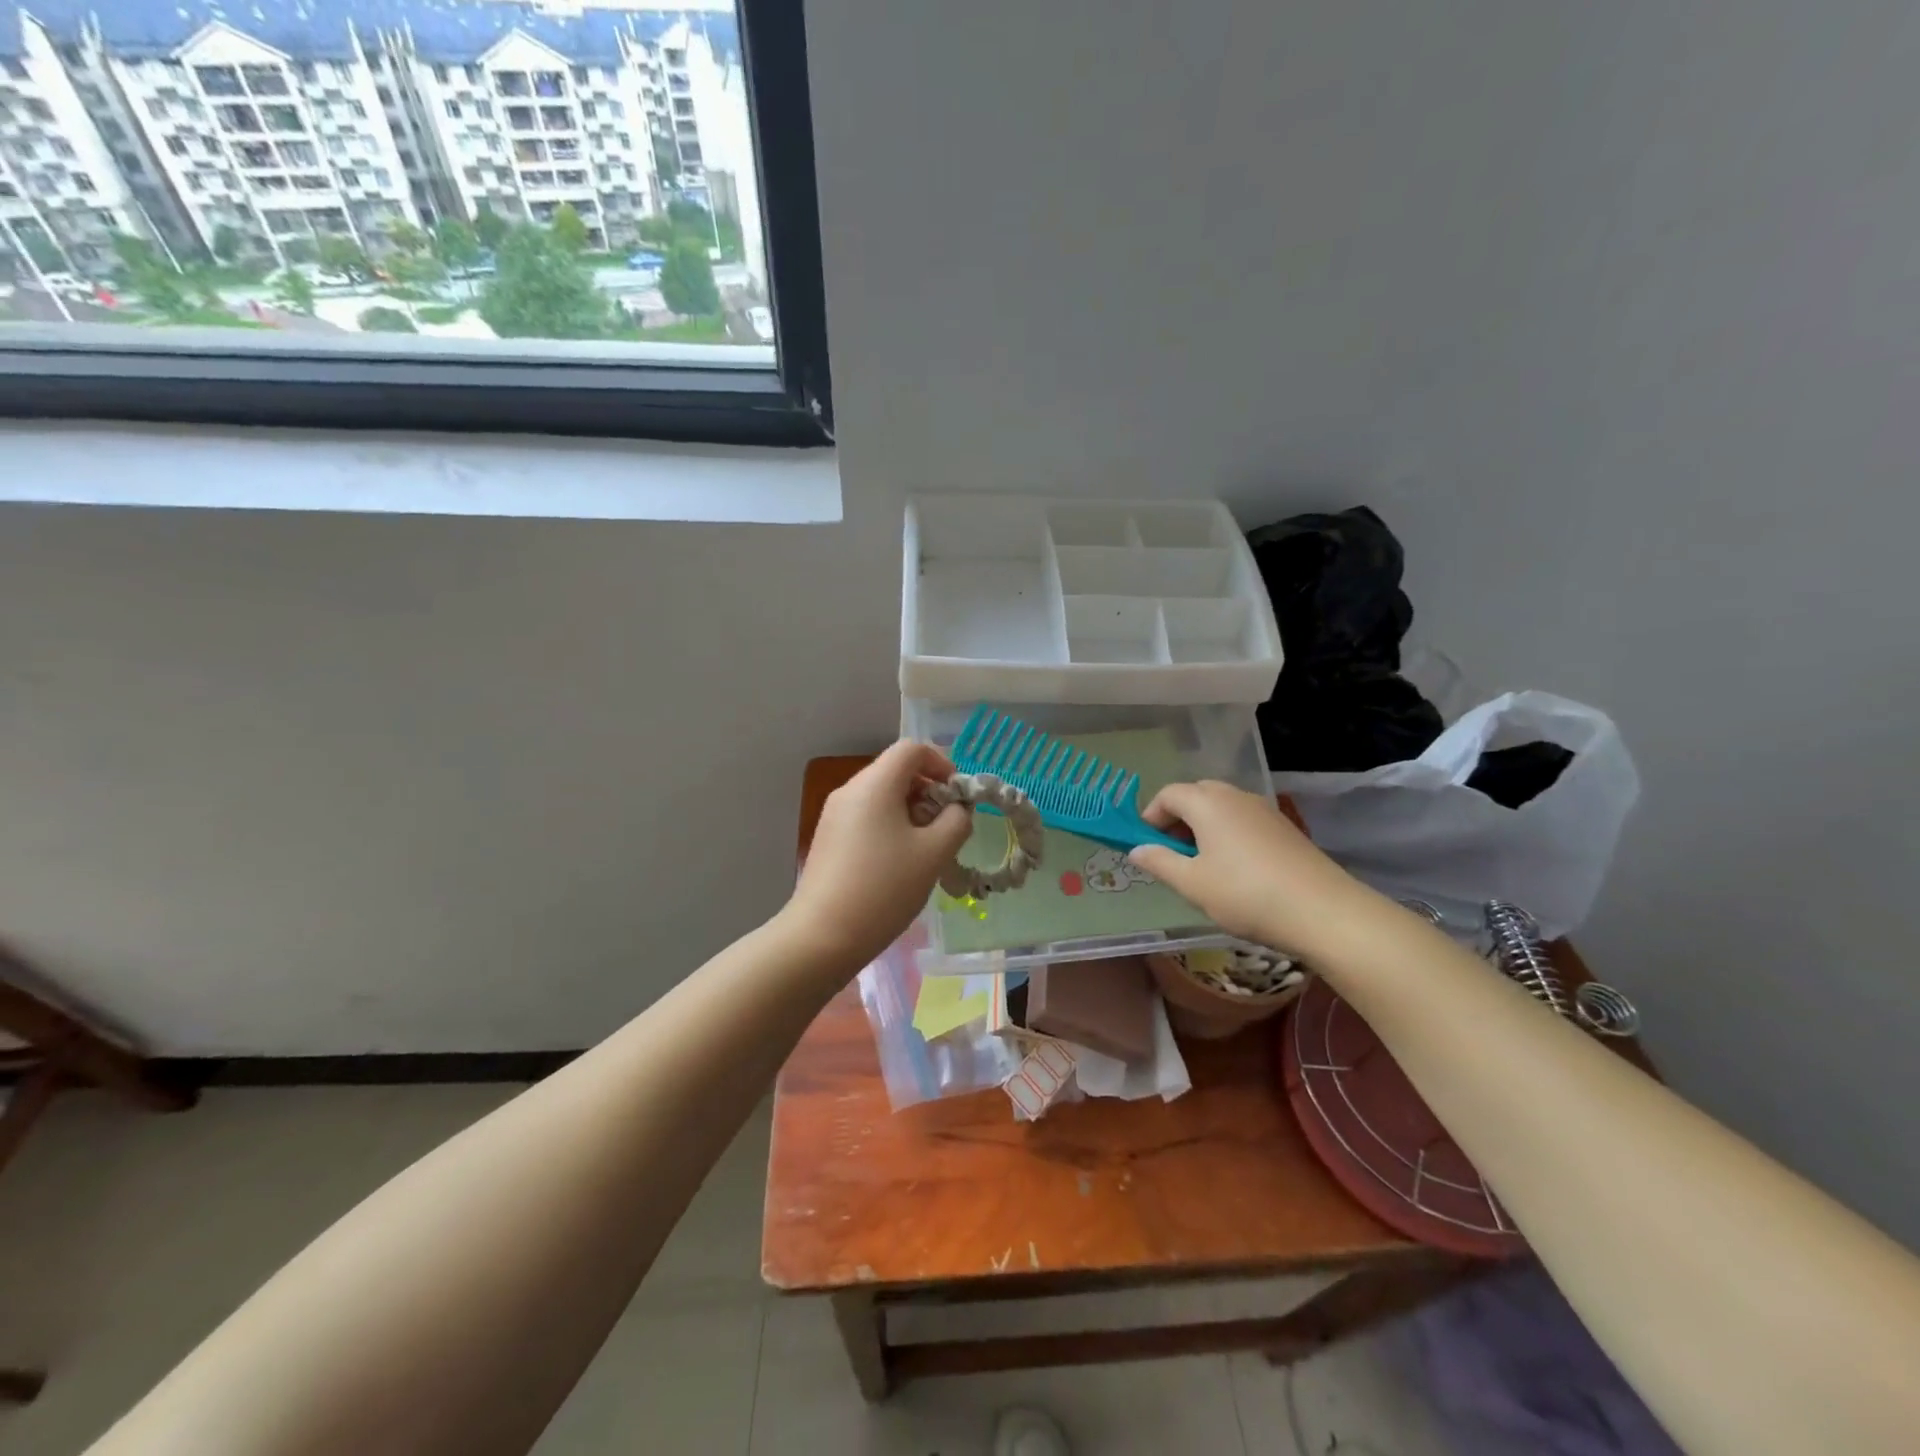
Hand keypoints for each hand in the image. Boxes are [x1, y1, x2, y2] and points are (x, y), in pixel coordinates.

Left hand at [782, 741, 973, 971]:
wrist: (822, 936)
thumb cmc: (884, 888)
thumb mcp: (934, 853)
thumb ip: (956, 821)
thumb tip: (957, 809)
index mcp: (875, 784)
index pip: (912, 749)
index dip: (941, 764)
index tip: (957, 797)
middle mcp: (850, 790)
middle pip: (896, 771)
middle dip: (928, 792)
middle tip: (946, 828)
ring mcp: (834, 814)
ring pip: (882, 796)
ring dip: (911, 812)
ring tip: (926, 850)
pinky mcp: (829, 838)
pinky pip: (867, 817)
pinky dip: (890, 826)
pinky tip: (899, 864)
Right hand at [1128, 781, 1383, 962]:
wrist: (1323, 911)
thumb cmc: (1245, 894)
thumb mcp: (1192, 884)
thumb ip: (1159, 862)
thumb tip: (1136, 849)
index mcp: (1207, 802)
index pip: (1168, 794)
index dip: (1150, 816)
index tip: (1146, 846)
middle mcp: (1235, 796)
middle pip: (1196, 795)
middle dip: (1177, 819)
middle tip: (1171, 854)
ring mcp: (1264, 809)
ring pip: (1221, 807)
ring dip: (1202, 827)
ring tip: (1201, 865)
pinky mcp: (1284, 827)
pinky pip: (1243, 820)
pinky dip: (1227, 834)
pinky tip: (1234, 869)